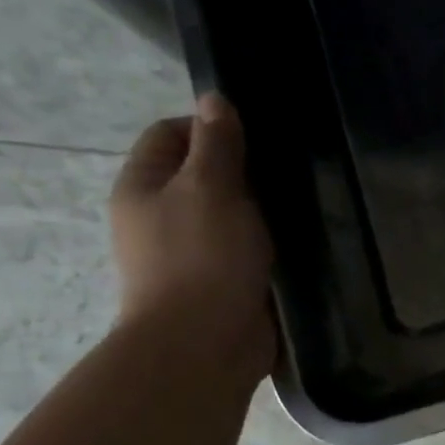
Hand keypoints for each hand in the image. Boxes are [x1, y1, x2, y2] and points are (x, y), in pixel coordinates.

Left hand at [110, 92, 274, 375]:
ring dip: (261, 211)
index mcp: (143, 187)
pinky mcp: (221, 283)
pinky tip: (299, 241)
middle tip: (287, 172)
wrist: (204, 345)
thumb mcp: (210, 188)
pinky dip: (268, 244)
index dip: (210, 126)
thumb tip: (214, 99)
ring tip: (301, 205)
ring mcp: (191, 254)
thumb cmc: (202, 258)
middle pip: (202, 175)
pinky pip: (246, 250)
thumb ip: (217, 144)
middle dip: (243, 172)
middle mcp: (160, 217)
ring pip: (229, 216)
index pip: (170, 134)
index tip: (258, 138)